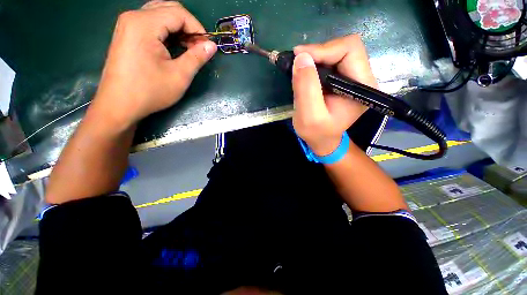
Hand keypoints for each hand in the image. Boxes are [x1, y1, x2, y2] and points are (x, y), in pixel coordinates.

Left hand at [92, 1, 216, 128]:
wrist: (119, 105)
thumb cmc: (150, 91)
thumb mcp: (179, 76)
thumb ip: (197, 57)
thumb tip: (212, 46)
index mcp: (144, 24)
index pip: (178, 13)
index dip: (197, 28)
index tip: (207, 46)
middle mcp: (133, 17)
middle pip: (168, 9)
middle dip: (188, 26)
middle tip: (198, 47)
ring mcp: (127, 25)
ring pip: (160, 15)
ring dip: (178, 29)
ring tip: (188, 48)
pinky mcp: (127, 34)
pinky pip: (151, 24)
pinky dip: (166, 32)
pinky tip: (173, 47)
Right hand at [292, 35, 377, 155]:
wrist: (322, 139)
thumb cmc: (317, 133)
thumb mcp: (309, 116)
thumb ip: (306, 88)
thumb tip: (302, 57)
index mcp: (361, 87)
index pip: (350, 50)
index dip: (323, 49)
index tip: (299, 58)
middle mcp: (363, 78)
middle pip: (345, 47)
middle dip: (318, 52)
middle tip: (298, 62)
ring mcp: (353, 78)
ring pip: (336, 52)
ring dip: (315, 58)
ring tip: (300, 70)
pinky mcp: (343, 79)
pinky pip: (330, 61)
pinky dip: (315, 63)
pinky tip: (306, 73)